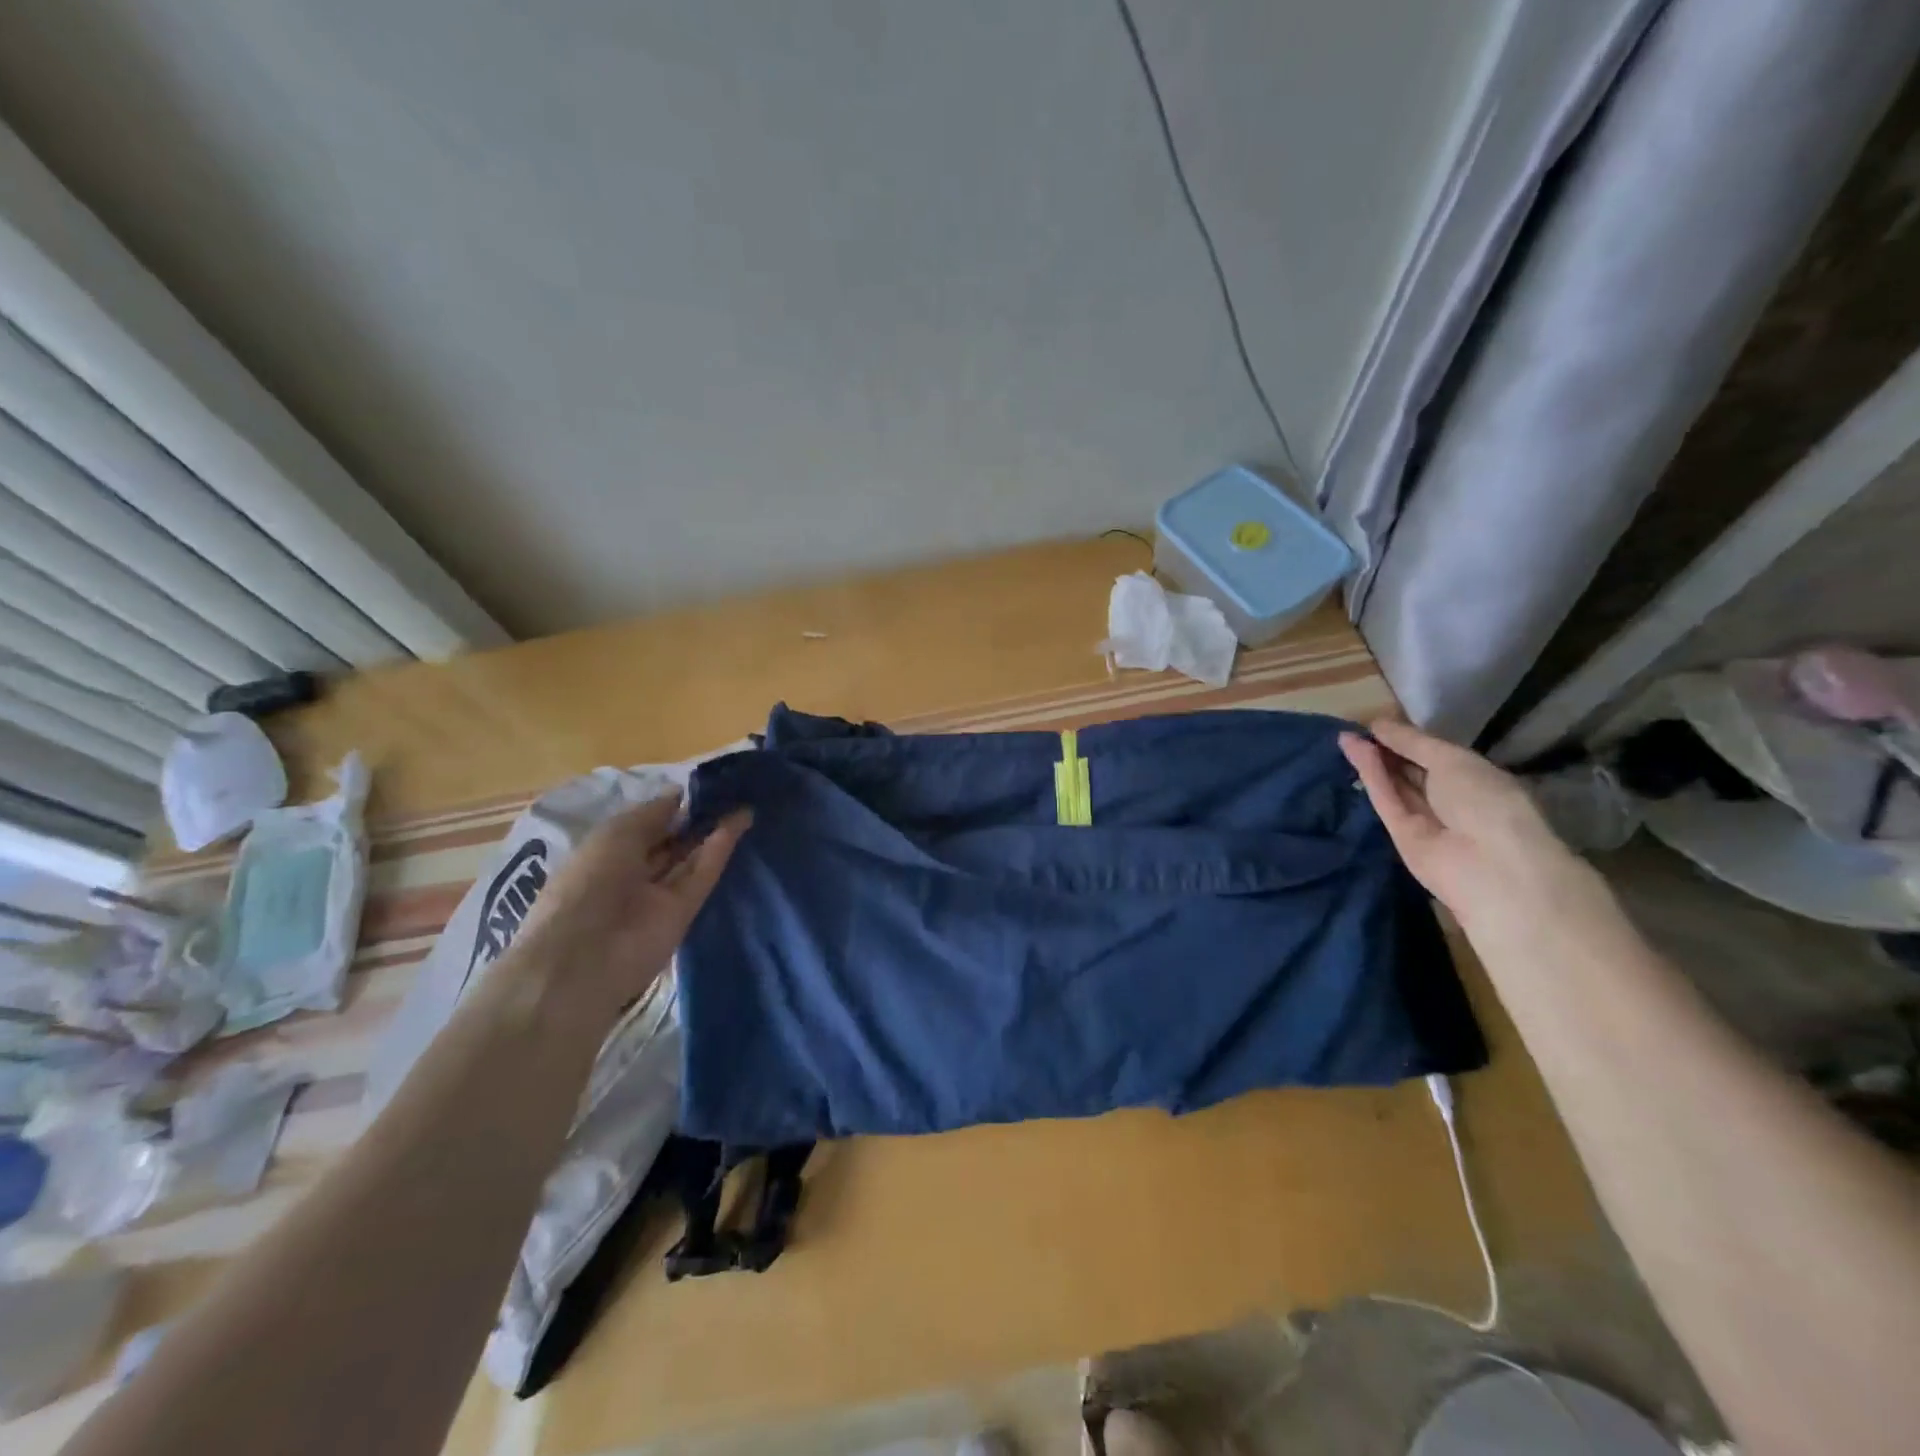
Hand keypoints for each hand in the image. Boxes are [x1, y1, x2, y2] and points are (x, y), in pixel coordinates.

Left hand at [512, 793, 750, 1025]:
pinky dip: (719, 851)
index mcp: (606, 853)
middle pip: (671, 843)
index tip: (701, 787)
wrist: (586, 957)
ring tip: (744, 804)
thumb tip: (680, 794)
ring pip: (691, 859)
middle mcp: (633, 873)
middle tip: (730, 793)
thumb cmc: (588, 883)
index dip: (670, 808)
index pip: (644, 826)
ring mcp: (660, 895)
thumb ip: (652, 814)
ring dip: (714, 832)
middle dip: (696, 820)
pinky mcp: (684, 912)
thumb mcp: (615, 834)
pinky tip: (738, 824)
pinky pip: (703, 876)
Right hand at [1338, 718, 1593, 932]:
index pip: (1435, 754)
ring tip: (1345, 736)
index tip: (1379, 722)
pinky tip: (1353, 751)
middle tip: (1357, 728)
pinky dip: (1370, 775)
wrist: (1488, 864)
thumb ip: (1411, 742)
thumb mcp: (1452, 760)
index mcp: (1474, 778)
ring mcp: (1424, 818)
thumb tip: (1377, 724)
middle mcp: (1449, 797)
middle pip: (1411, 770)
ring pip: (1394, 784)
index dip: (1408, 738)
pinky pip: (1385, 799)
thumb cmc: (1486, 801)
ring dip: (1373, 760)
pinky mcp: (1399, 834)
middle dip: (1387, 749)